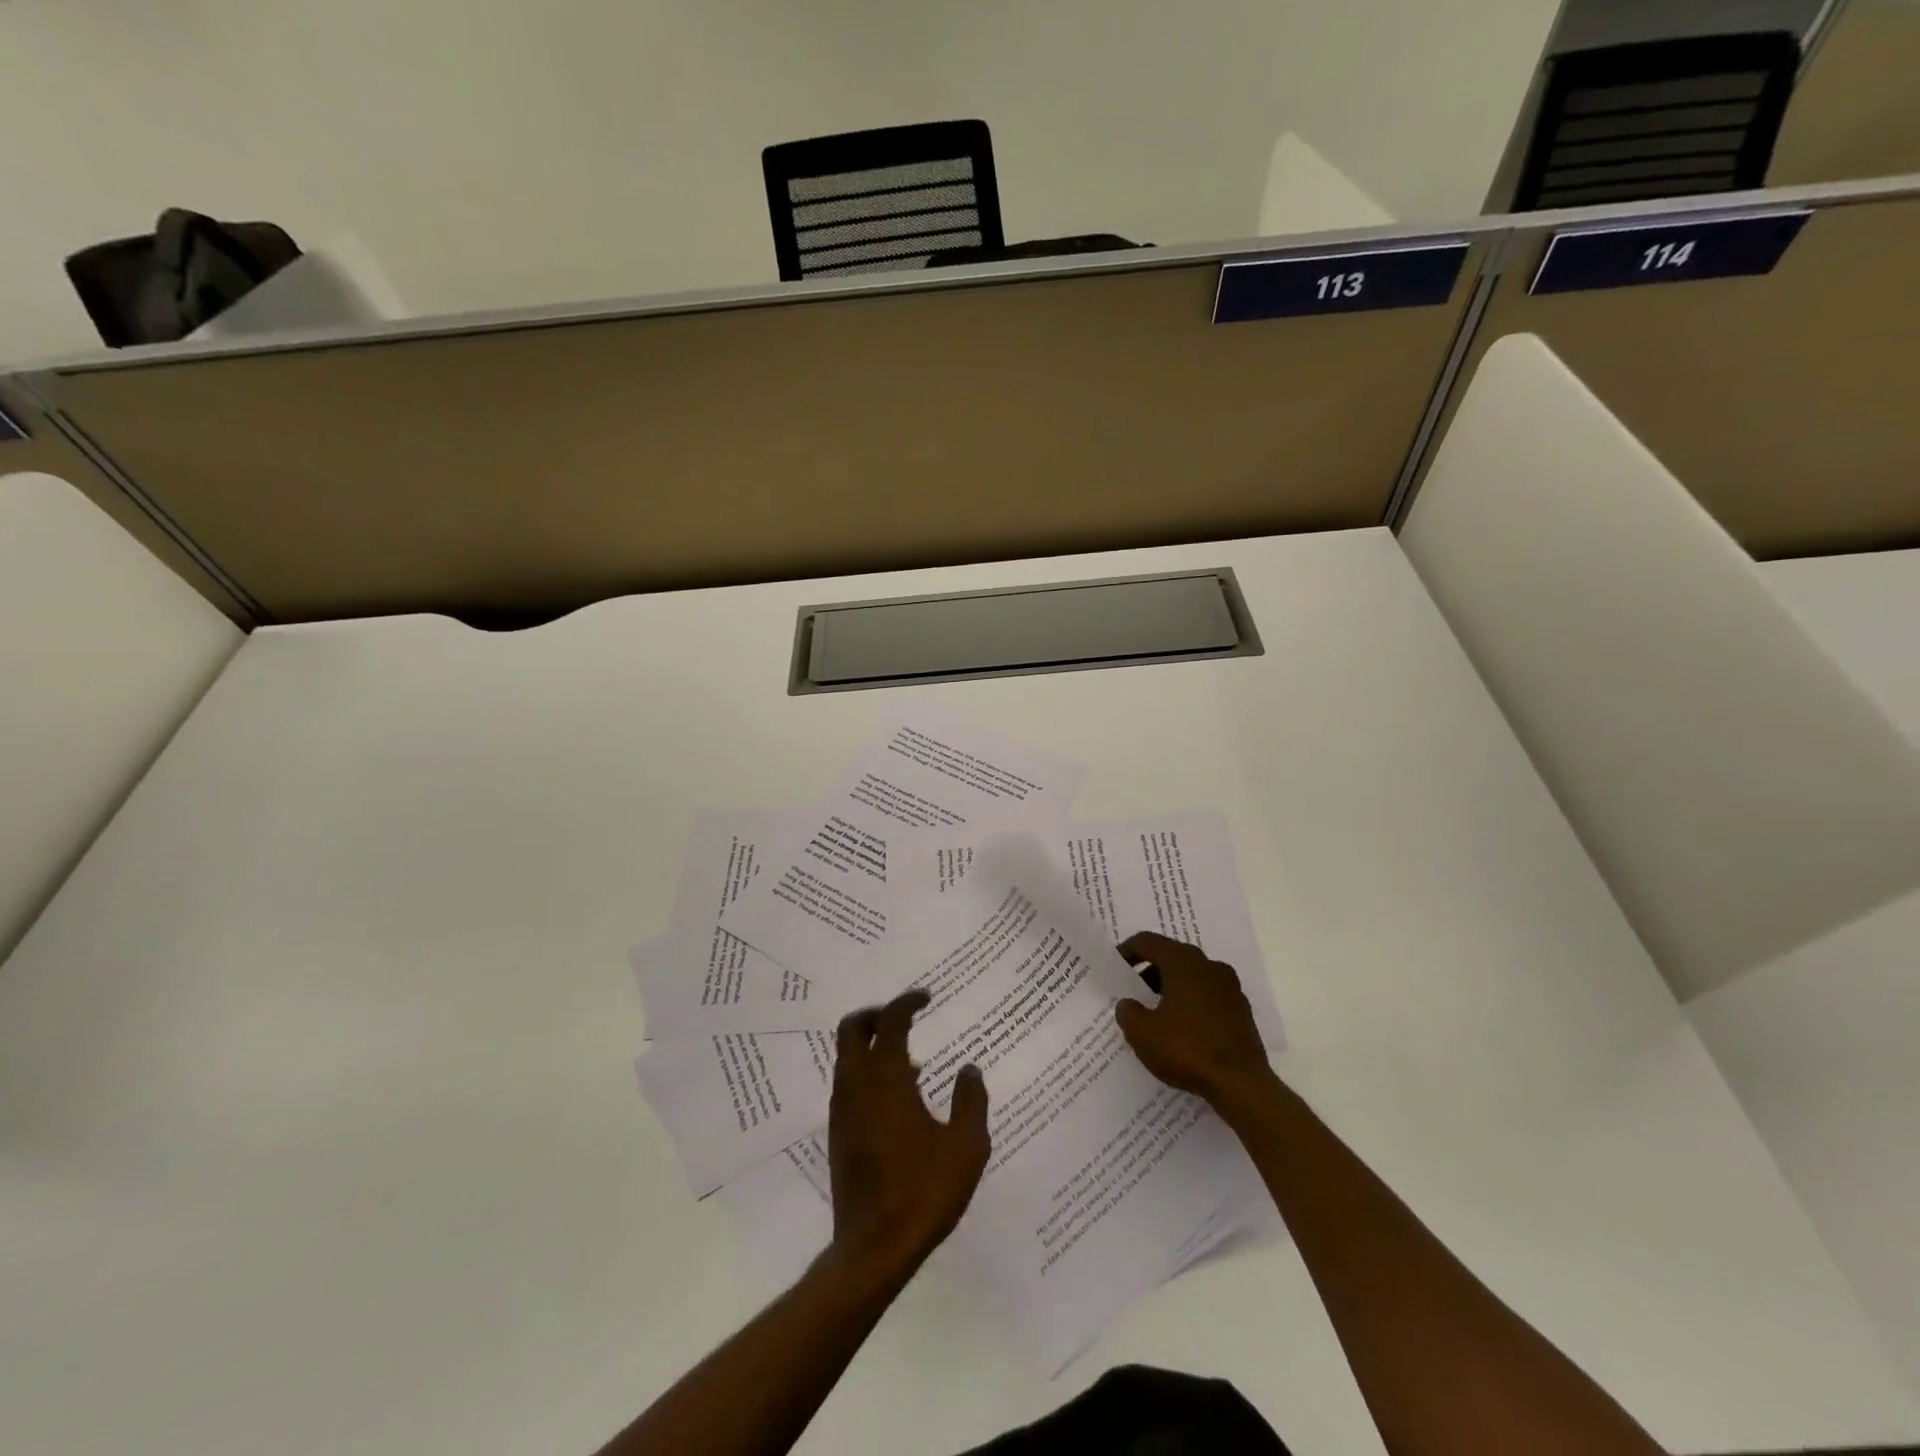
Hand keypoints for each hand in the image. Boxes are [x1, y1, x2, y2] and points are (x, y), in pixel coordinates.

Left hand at [827, 990, 990, 1276]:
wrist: (874, 1248)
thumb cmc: (924, 1192)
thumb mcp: (966, 1147)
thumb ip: (971, 1102)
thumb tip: (969, 1071)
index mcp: (887, 1079)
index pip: (891, 1021)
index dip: (907, 1001)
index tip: (926, 997)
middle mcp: (857, 1086)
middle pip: (852, 1028)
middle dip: (876, 1014)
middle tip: (905, 1016)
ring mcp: (842, 1110)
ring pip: (847, 1057)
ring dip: (872, 1045)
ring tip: (911, 1060)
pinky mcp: (838, 1133)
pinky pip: (849, 1083)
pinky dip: (868, 1072)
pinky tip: (900, 1098)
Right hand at [1116, 932, 1274, 1112]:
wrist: (1241, 1085)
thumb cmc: (1186, 1049)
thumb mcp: (1142, 1033)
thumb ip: (1128, 1012)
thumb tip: (1129, 1004)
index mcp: (1183, 962)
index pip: (1148, 942)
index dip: (1127, 951)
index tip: (1115, 967)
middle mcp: (1209, 966)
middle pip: (1172, 956)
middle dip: (1150, 971)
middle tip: (1134, 991)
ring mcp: (1230, 988)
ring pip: (1193, 977)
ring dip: (1172, 987)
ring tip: (1156, 1013)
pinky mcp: (1242, 1011)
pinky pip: (1209, 996)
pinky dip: (1192, 1003)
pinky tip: (1182, 1029)